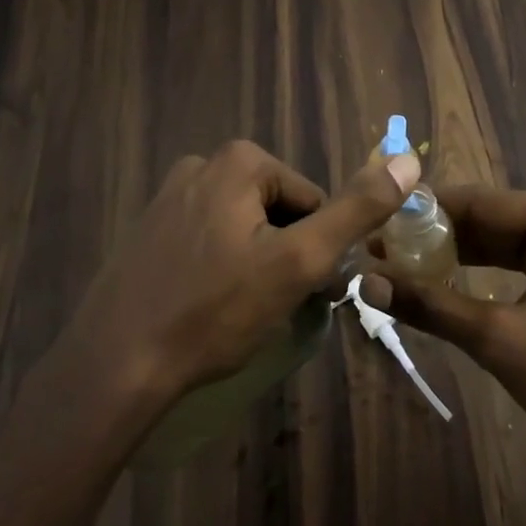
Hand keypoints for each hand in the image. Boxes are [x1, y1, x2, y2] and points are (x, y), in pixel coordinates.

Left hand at [66, 140, 421, 403]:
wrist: (115, 365)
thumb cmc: (215, 311)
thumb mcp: (299, 261)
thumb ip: (356, 210)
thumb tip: (410, 160)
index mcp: (239, 161)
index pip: (313, 201)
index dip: (316, 249)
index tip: (302, 292)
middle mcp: (201, 164)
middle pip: (277, 211)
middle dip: (285, 255)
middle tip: (271, 306)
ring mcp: (168, 196)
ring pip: (243, 229)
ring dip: (255, 265)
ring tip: (238, 313)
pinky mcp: (147, 230)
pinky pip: (207, 242)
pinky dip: (219, 270)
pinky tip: (206, 309)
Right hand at [366, 185, 525, 513]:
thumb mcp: (500, 340)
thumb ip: (432, 306)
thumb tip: (366, 283)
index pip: (478, 201)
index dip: (424, 211)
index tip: (377, 221)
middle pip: (489, 218)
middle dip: (437, 235)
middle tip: (382, 248)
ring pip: (502, 242)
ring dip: (456, 254)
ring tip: (402, 264)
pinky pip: (519, 263)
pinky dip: (483, 272)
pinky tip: (446, 283)